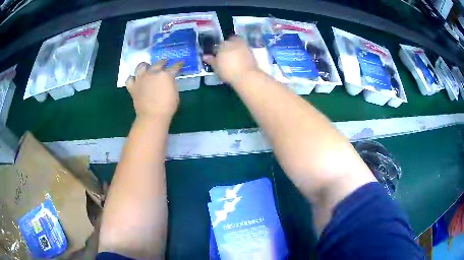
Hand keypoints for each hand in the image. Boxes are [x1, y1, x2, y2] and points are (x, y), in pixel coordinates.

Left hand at [126, 60, 181, 120]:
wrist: (152, 116)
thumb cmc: (167, 107)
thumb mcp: (174, 93)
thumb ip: (171, 84)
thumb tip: (168, 81)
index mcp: (165, 75)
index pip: (174, 67)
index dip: (178, 65)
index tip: (180, 63)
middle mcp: (152, 73)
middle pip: (158, 63)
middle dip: (162, 62)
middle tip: (164, 63)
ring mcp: (141, 79)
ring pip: (141, 66)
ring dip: (144, 66)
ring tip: (146, 68)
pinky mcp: (133, 87)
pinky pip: (130, 79)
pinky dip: (132, 79)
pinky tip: (135, 80)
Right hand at [204, 36, 258, 84]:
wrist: (246, 76)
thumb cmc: (228, 71)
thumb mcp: (216, 67)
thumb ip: (211, 60)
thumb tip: (205, 56)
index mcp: (222, 45)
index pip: (219, 45)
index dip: (218, 50)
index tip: (219, 56)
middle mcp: (233, 42)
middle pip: (230, 41)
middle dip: (228, 46)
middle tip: (227, 56)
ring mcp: (243, 45)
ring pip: (238, 44)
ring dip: (236, 48)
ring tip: (234, 58)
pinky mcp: (251, 51)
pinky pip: (245, 49)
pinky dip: (243, 53)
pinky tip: (241, 61)